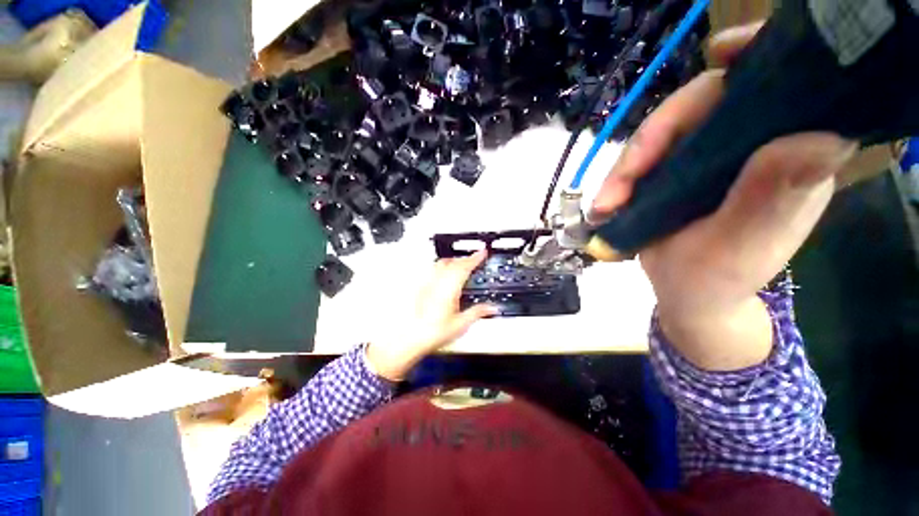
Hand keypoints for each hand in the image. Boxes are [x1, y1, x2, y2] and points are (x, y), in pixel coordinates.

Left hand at [365, 250, 497, 380]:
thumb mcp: (461, 324)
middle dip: (466, 258)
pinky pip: (434, 270)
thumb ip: (478, 312)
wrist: (412, 337)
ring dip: (454, 261)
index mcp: (450, 288)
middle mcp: (438, 282)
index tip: (482, 252)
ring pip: (442, 263)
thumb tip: (491, 308)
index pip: (465, 267)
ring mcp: (428, 284)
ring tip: (461, 264)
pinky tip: (445, 275)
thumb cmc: (433, 331)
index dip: (475, 258)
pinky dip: (443, 267)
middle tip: (475, 259)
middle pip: (453, 262)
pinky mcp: (422, 288)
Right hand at [590, 23, 856, 370]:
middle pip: (703, 106)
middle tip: (617, 186)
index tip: (721, 52)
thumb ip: (772, 198)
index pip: (782, 88)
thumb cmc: (715, 283)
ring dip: (626, 168)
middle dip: (653, 140)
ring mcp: (709, 158)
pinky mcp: (678, 171)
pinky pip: (646, 157)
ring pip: (664, 133)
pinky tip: (606, 204)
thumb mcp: (740, 249)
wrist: (686, 298)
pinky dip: (621, 178)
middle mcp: (753, 148)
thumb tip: (818, 136)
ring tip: (604, 207)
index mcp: (789, 160)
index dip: (757, 59)